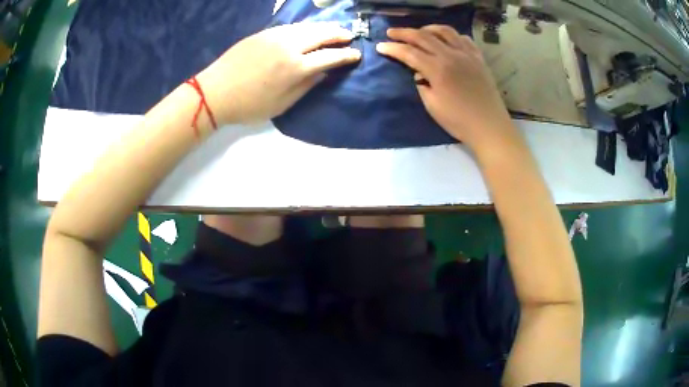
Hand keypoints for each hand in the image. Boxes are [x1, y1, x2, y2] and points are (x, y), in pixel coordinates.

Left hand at [198, 22, 361, 124]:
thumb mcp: (281, 104)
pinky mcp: (263, 33)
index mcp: (295, 67)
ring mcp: (275, 36)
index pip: (329, 57)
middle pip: (321, 34)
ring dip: (323, 27)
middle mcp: (289, 46)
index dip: (345, 55)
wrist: (215, 92)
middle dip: (338, 34)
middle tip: (349, 35)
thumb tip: (323, 72)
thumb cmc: (249, 105)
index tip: (356, 54)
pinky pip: (291, 27)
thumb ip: (306, 86)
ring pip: (306, 27)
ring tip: (333, 29)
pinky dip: (305, 27)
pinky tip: (308, 30)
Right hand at [376, 25, 518, 150]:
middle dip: (404, 33)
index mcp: (438, 69)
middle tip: (391, 32)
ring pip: (444, 31)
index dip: (392, 48)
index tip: (380, 46)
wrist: (489, 126)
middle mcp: (451, 55)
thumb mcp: (432, 106)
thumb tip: (419, 73)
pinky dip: (451, 36)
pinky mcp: (478, 58)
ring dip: (428, 29)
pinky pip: (463, 39)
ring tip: (420, 32)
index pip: (409, 53)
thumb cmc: (459, 121)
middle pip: (423, 36)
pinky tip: (446, 41)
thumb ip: (421, 85)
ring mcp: (467, 54)